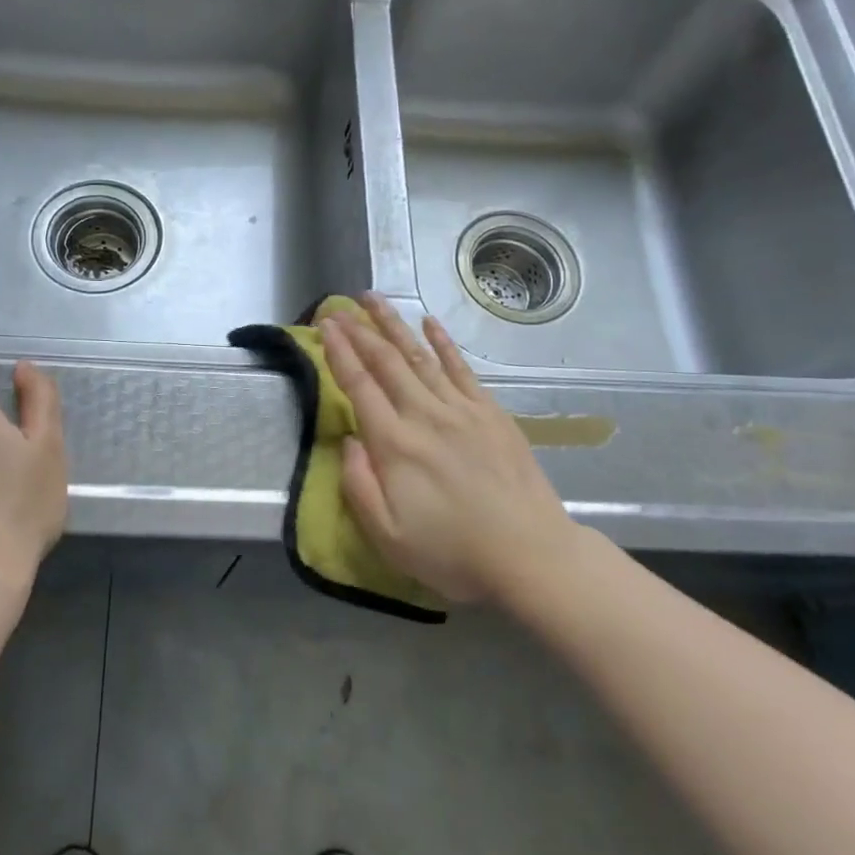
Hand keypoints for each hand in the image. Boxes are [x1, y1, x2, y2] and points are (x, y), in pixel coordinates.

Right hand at [319, 293, 582, 603]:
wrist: (531, 554)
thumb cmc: (453, 552)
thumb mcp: (388, 536)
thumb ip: (358, 485)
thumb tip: (346, 440)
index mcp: (395, 444)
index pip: (359, 385)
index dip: (338, 352)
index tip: (324, 326)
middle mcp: (425, 415)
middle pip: (386, 361)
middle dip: (358, 330)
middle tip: (337, 306)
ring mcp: (461, 409)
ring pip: (420, 355)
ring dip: (394, 324)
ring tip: (374, 299)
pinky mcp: (490, 413)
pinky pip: (461, 368)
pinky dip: (443, 343)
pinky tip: (429, 323)